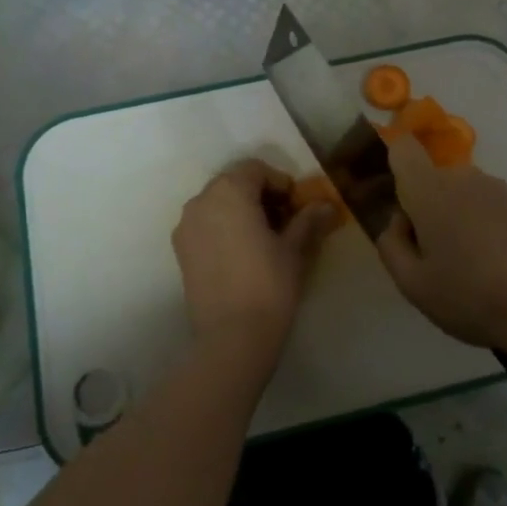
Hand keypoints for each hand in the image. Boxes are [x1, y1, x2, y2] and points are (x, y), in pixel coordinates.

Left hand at [172, 160, 338, 378]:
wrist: (232, 336)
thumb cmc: (269, 284)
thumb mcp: (294, 249)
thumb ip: (307, 220)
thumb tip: (326, 205)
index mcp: (229, 191)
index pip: (256, 169)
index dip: (280, 182)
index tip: (296, 206)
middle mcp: (201, 201)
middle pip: (233, 183)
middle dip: (259, 195)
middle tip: (283, 221)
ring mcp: (186, 226)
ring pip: (217, 204)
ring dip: (240, 211)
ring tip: (263, 238)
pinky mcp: (180, 250)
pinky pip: (205, 225)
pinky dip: (223, 227)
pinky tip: (242, 254)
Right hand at [377, 134, 506, 349]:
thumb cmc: (470, 295)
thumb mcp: (412, 283)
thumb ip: (390, 244)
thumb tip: (396, 221)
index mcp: (429, 190)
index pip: (403, 148)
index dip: (391, 163)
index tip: (391, 199)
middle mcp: (463, 177)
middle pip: (430, 178)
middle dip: (422, 207)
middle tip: (428, 254)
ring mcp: (497, 189)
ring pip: (458, 193)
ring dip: (452, 217)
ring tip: (464, 265)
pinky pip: (485, 205)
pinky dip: (480, 225)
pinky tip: (491, 265)